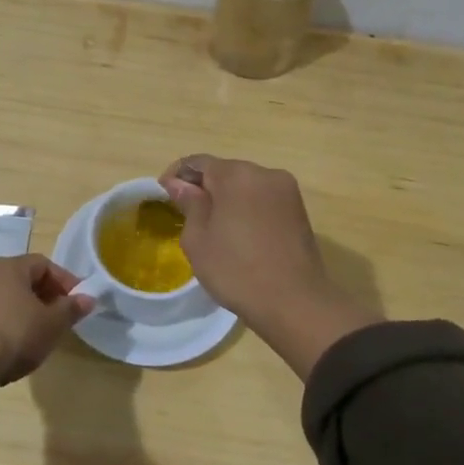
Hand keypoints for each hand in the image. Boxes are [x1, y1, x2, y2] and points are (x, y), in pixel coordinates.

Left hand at [0, 254, 94, 383]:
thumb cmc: (14, 335)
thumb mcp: (52, 324)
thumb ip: (71, 308)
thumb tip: (88, 298)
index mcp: (9, 266)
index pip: (43, 264)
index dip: (64, 281)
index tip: (77, 301)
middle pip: (21, 278)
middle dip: (43, 294)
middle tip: (58, 317)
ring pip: (2, 295)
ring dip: (21, 308)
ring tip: (35, 332)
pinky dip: (2, 320)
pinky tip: (9, 342)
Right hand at [160, 155, 378, 378]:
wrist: (294, 302)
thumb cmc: (237, 270)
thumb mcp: (198, 239)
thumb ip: (188, 203)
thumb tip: (178, 183)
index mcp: (236, 175)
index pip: (198, 162)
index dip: (177, 175)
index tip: (164, 194)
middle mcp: (264, 173)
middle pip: (225, 171)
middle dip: (204, 187)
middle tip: (187, 214)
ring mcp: (286, 190)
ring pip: (246, 185)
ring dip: (227, 198)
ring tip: (214, 227)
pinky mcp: (299, 209)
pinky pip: (264, 199)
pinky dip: (247, 208)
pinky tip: (240, 234)